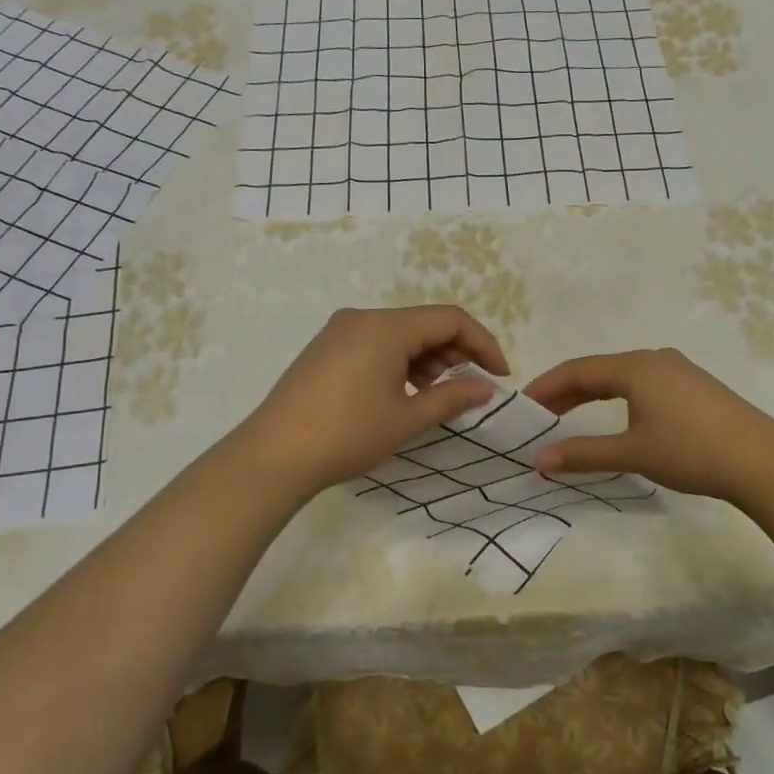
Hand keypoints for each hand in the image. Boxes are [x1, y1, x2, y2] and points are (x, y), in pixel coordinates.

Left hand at [236, 305, 508, 495]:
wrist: (274, 455)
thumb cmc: (347, 434)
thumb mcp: (407, 419)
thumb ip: (452, 397)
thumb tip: (485, 388)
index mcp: (386, 327)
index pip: (450, 319)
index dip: (482, 344)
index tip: (499, 375)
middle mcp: (362, 318)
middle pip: (424, 323)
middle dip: (455, 352)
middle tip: (471, 387)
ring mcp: (339, 331)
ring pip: (399, 334)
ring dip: (427, 359)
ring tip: (436, 394)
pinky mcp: (325, 348)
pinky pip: (375, 344)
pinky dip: (399, 362)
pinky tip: (402, 392)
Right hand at [525, 348, 773, 503]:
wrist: (763, 461)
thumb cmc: (691, 451)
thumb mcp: (633, 453)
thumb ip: (584, 454)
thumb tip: (539, 460)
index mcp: (635, 367)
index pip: (578, 370)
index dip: (546, 386)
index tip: (522, 405)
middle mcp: (654, 359)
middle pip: (599, 370)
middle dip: (566, 391)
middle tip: (539, 413)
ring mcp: (678, 370)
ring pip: (622, 376)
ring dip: (592, 395)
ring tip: (569, 416)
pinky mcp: (695, 386)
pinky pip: (643, 384)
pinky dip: (618, 397)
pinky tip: (617, 417)